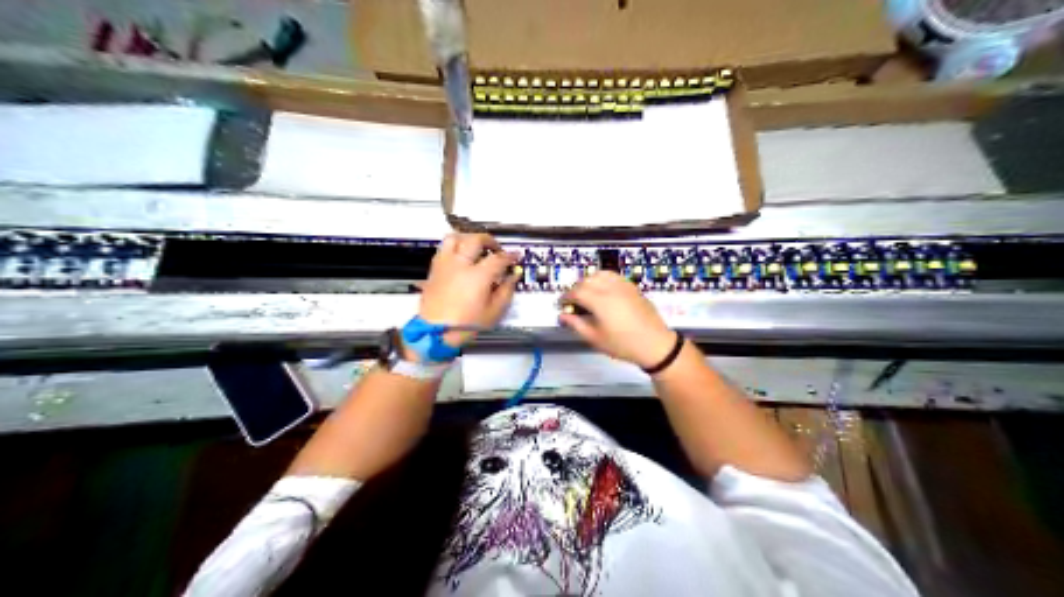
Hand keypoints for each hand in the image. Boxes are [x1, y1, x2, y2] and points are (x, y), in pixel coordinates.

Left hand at [416, 230, 519, 347]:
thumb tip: (513, 276)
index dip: (510, 256)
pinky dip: (454, 247)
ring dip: (468, 238)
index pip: (498, 258)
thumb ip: (506, 291)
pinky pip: (443, 249)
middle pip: (476, 239)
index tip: (515, 257)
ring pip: (455, 238)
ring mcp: (445, 265)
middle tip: (496, 249)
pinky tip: (460, 256)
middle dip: (490, 241)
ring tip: (475, 246)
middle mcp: (460, 264)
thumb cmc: (466, 325)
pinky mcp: (434, 270)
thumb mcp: (494, 312)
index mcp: (478, 275)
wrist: (435, 333)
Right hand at [557, 273, 671, 367]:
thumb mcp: (595, 339)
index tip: (561, 304)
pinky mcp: (632, 287)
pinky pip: (613, 276)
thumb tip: (563, 316)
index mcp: (600, 301)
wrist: (655, 344)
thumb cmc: (623, 344)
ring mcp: (623, 286)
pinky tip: (602, 291)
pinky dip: (602, 279)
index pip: (576, 292)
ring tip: (586, 294)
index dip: (565, 297)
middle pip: (586, 280)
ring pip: (600, 274)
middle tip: (572, 302)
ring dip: (589, 281)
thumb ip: (577, 325)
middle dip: (576, 289)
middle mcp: (611, 289)